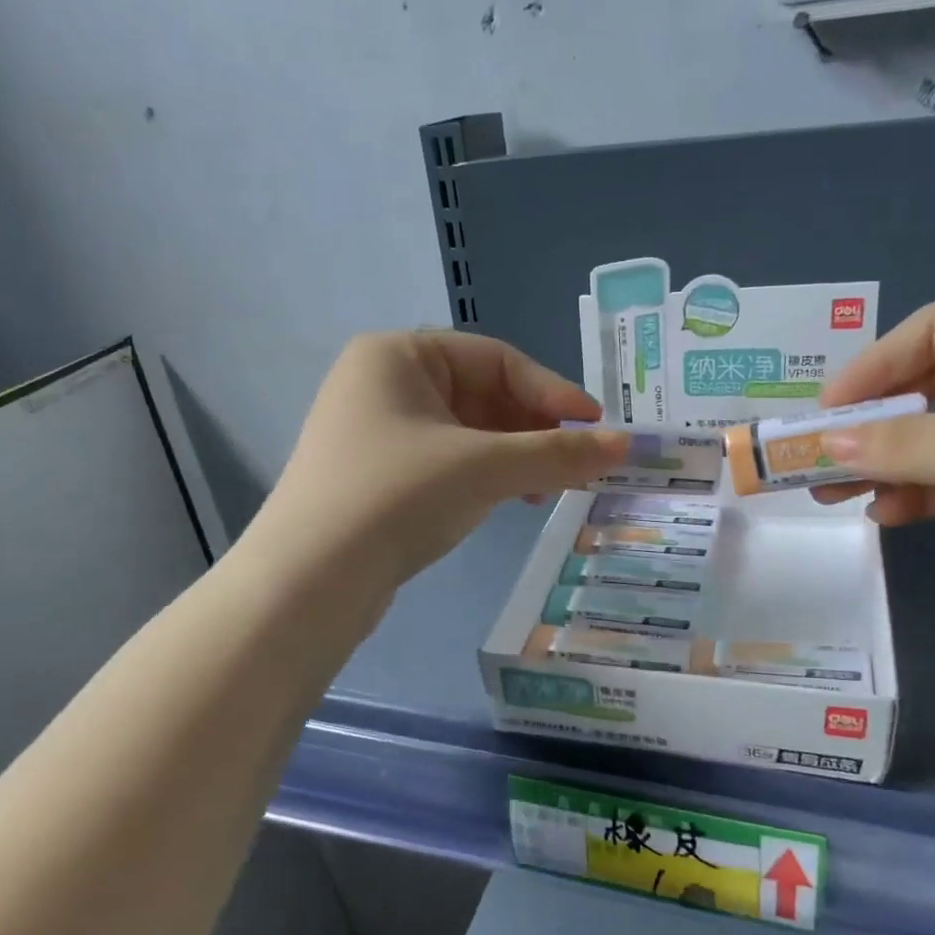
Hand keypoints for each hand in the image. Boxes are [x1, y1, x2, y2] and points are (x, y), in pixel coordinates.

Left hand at [259, 331, 626, 587]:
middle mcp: (382, 382)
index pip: (496, 359)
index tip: (597, 427)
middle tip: (576, 465)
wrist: (310, 580)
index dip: (552, 392)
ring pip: (466, 432)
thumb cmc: (398, 495)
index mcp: (399, 354)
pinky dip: (483, 476)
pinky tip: (508, 501)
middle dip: (533, 430)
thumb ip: (557, 454)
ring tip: (546, 489)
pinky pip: (445, 461)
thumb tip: (625, 445)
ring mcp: (375, 431)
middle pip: (481, 394)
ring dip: (513, 456)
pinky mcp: (376, 475)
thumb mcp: (484, 467)